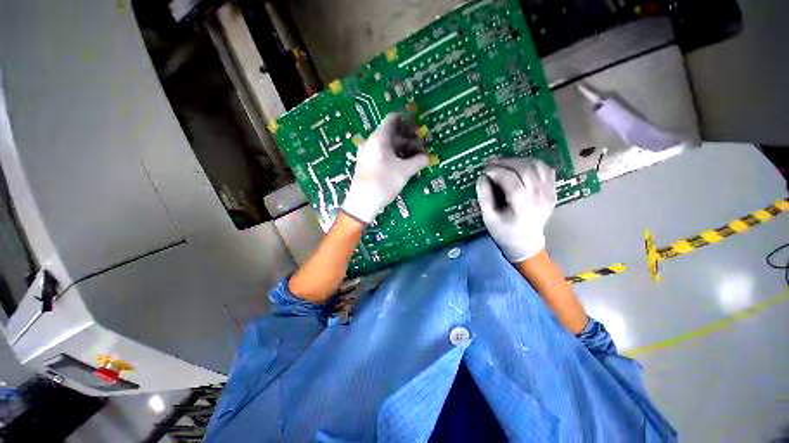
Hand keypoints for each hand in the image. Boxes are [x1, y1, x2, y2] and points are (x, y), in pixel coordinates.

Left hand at [341, 113, 428, 222]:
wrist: (362, 202)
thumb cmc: (384, 182)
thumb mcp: (404, 171)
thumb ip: (418, 161)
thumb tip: (428, 157)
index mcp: (379, 138)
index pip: (394, 118)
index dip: (408, 122)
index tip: (419, 132)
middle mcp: (371, 141)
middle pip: (392, 133)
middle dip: (408, 140)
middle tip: (420, 151)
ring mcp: (367, 152)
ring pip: (387, 145)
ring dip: (402, 149)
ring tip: (413, 160)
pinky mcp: (366, 162)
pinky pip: (381, 153)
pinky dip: (393, 156)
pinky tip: (401, 166)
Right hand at [475, 158, 556, 261]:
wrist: (526, 243)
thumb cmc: (504, 232)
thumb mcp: (489, 218)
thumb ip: (484, 197)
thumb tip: (482, 177)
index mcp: (523, 206)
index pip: (511, 180)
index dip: (496, 171)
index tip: (484, 170)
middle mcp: (540, 196)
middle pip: (525, 169)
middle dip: (505, 162)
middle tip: (491, 163)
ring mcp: (549, 193)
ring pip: (537, 166)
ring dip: (518, 161)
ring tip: (503, 164)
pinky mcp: (552, 191)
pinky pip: (546, 169)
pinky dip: (532, 164)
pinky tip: (520, 168)